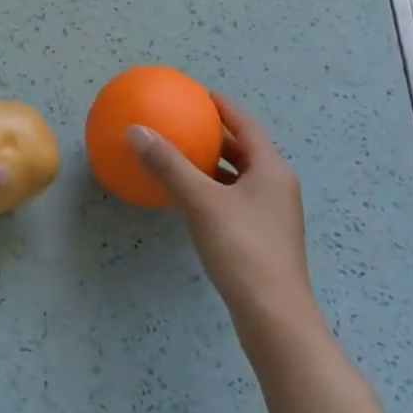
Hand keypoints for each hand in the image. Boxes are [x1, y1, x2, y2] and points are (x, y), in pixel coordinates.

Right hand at [127, 94, 317, 331]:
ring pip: (240, 178)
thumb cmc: (242, 250)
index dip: (224, 108)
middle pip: (245, 151)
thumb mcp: (200, 202)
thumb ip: (168, 165)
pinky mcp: (263, 239)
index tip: (200, 95)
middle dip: (217, 136)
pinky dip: (214, 191)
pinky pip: (235, 201)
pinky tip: (189, 200)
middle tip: (186, 123)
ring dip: (214, 165)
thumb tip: (135, 131)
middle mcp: (277, 187)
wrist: (274, 317)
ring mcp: (272, 216)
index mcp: (271, 169)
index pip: (246, 125)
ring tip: (183, 157)